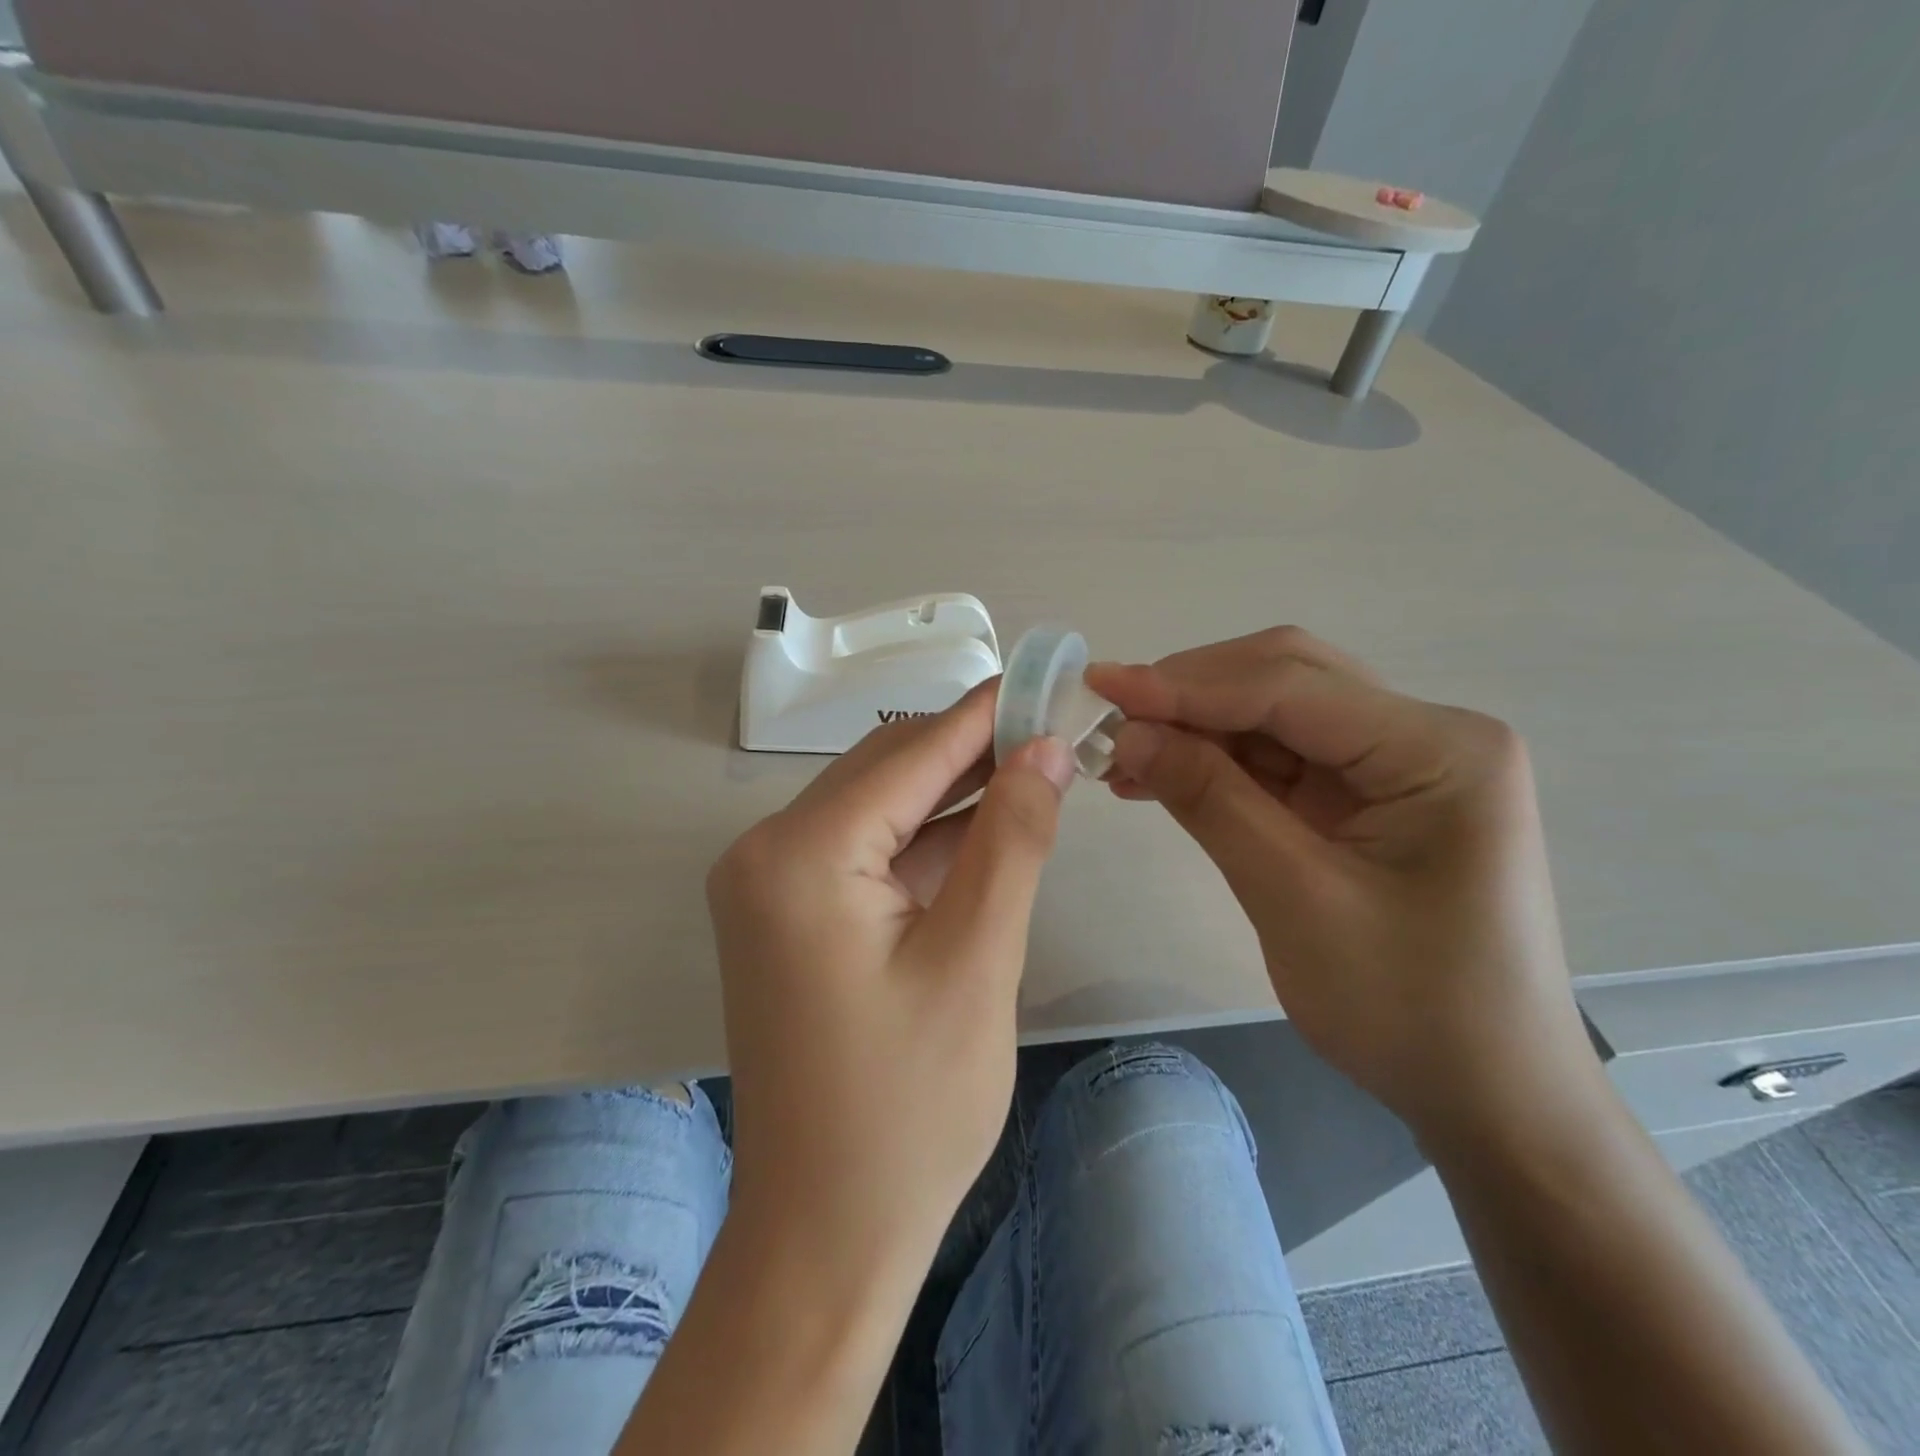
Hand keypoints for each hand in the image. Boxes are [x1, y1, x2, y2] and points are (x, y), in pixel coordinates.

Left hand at [706, 683, 1074, 1280]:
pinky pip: (865, 853)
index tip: (1045, 680)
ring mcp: (770, 887)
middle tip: (1053, 735)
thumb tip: (1047, 749)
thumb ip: (1012, 839)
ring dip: (952, 796)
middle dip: (971, 752)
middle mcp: (766, 854)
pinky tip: (985, 833)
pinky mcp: (787, 918)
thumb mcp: (978, 960)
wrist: (826, 1234)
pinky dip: (924, 842)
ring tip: (1033, 774)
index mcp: (800, 856)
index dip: (986, 715)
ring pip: (877, 809)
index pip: (910, 754)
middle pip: (886, 771)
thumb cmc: (908, 1109)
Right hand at [1086, 629, 1592, 1139]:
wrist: (1486, 1093)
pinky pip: (1278, 758)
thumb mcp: (1295, 898)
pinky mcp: (1367, 795)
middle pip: (1286, 680)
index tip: (1103, 687)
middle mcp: (1424, 734)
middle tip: (1109, 717)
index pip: (1292, 686)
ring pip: (1274, 714)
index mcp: (1438, 749)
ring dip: (1195, 728)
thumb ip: (1210, 801)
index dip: (1187, 685)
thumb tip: (1128, 733)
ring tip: (1120, 753)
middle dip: (1191, 694)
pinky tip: (1160, 776)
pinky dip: (1216, 763)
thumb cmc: (1408, 1007)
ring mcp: (1396, 763)